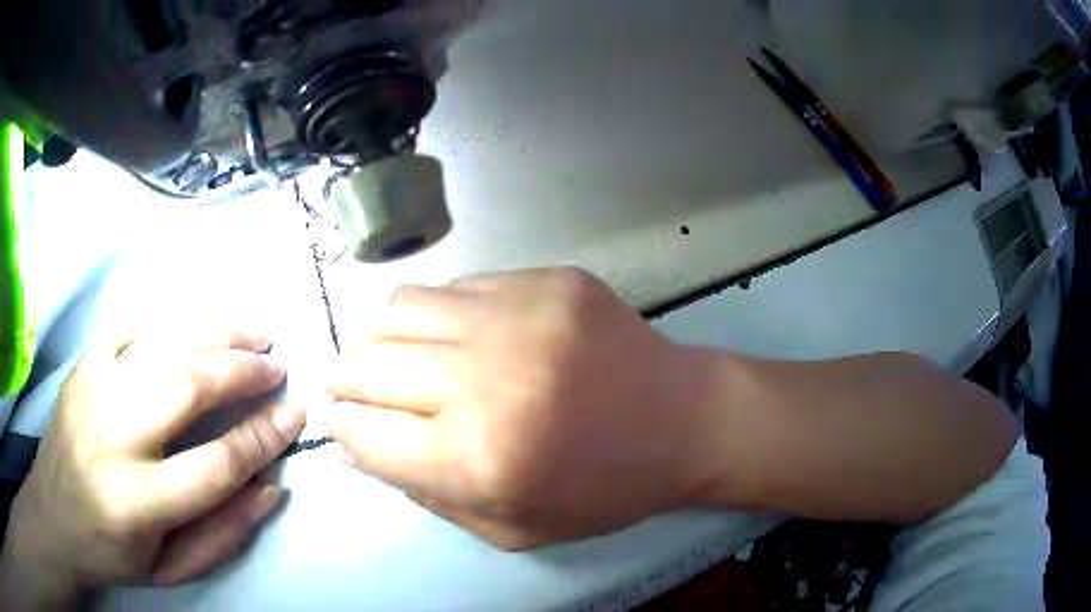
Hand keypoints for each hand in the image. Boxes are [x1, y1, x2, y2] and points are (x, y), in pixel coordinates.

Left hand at [0, 330, 305, 606]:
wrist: (54, 516)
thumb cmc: (114, 552)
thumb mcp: (173, 569)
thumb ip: (223, 533)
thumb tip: (269, 488)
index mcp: (136, 502)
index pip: (214, 465)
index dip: (261, 438)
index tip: (294, 417)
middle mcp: (112, 437)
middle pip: (186, 386)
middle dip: (241, 371)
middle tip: (276, 366)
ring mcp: (91, 390)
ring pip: (161, 344)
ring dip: (214, 332)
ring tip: (253, 332)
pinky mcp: (81, 367)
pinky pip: (127, 328)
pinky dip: (167, 323)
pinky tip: (192, 329)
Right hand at [321, 268, 724, 549]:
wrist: (683, 421)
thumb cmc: (602, 490)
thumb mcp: (510, 528)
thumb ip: (425, 494)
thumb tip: (356, 447)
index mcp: (479, 459)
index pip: (365, 435)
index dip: (342, 430)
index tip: (341, 424)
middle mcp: (486, 380)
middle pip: (367, 365)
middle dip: (341, 379)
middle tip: (341, 384)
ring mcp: (518, 316)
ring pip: (399, 309)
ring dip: (376, 336)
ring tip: (384, 354)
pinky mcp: (546, 280)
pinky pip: (456, 287)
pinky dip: (434, 315)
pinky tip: (448, 334)